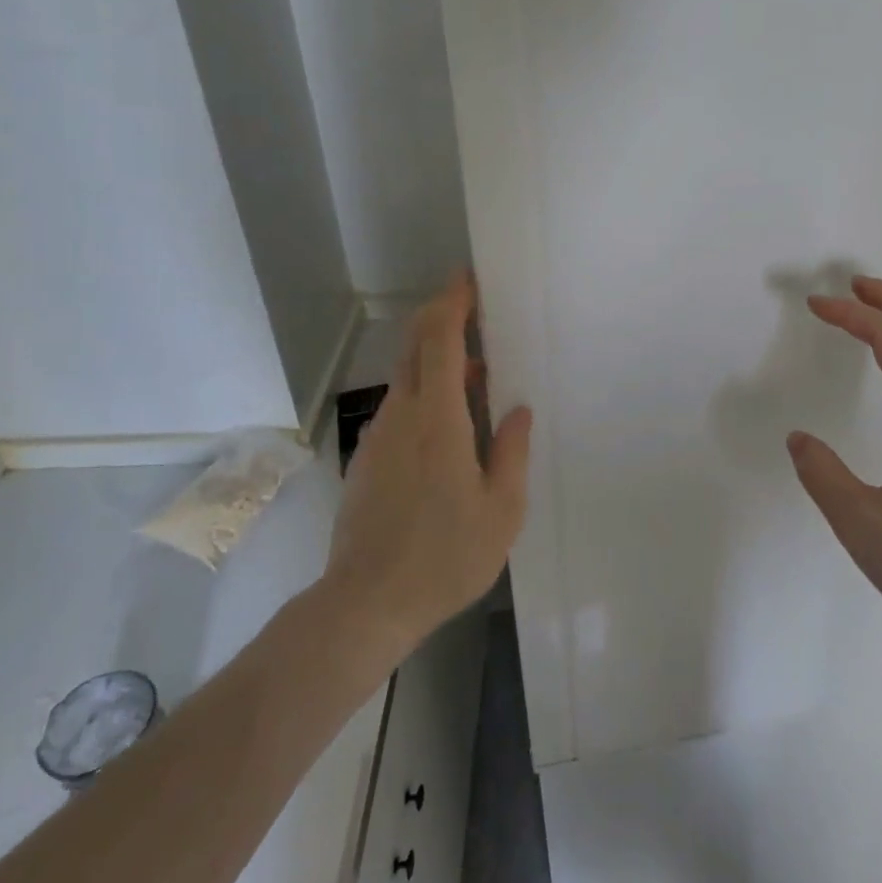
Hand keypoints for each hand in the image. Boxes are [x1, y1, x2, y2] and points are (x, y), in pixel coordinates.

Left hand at [323, 272, 532, 646]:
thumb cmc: (445, 557)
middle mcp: (402, 415)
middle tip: (479, 314)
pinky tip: (452, 425)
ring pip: (408, 378)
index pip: (438, 339)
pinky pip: (401, 408)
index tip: (469, 279)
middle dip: (443, 319)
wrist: (365, 604)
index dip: (452, 302)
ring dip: (439, 362)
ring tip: (480, 378)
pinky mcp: (368, 459)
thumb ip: (511, 451)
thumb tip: (516, 410)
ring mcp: (379, 436)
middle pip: (415, 347)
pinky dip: (427, 394)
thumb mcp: (501, 509)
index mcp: (438, 419)